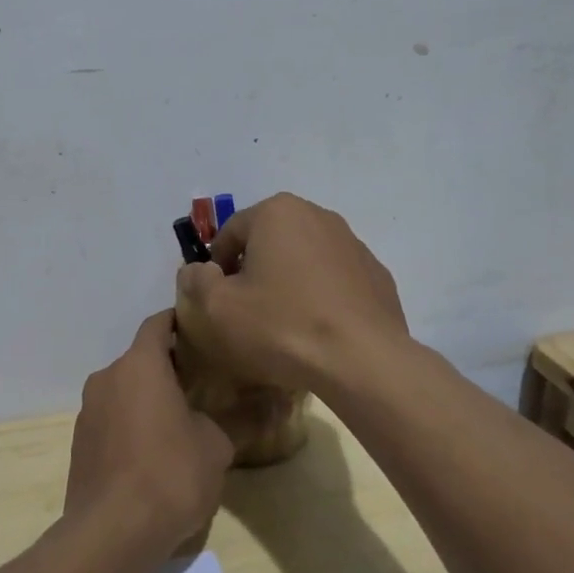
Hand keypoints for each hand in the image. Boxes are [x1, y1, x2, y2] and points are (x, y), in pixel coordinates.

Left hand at [64, 311, 235, 555]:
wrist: (112, 534)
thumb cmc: (170, 474)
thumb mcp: (217, 445)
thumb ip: (238, 418)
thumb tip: (269, 404)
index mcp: (139, 365)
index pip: (157, 323)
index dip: (179, 321)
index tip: (202, 330)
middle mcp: (107, 378)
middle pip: (140, 359)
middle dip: (167, 366)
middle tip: (201, 380)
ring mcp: (88, 411)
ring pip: (124, 390)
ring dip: (147, 397)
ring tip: (179, 418)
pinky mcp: (79, 443)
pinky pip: (111, 419)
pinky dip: (130, 423)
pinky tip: (152, 451)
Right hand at [175, 193, 407, 393]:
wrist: (362, 360)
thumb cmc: (282, 326)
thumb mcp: (219, 308)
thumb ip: (196, 282)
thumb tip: (196, 271)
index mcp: (277, 212)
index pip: (230, 232)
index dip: (216, 266)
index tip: (217, 299)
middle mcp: (318, 215)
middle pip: (269, 241)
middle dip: (254, 270)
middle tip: (247, 310)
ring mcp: (353, 244)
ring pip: (305, 258)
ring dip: (289, 281)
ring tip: (284, 322)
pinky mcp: (376, 274)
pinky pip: (335, 279)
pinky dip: (321, 295)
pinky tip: (318, 329)